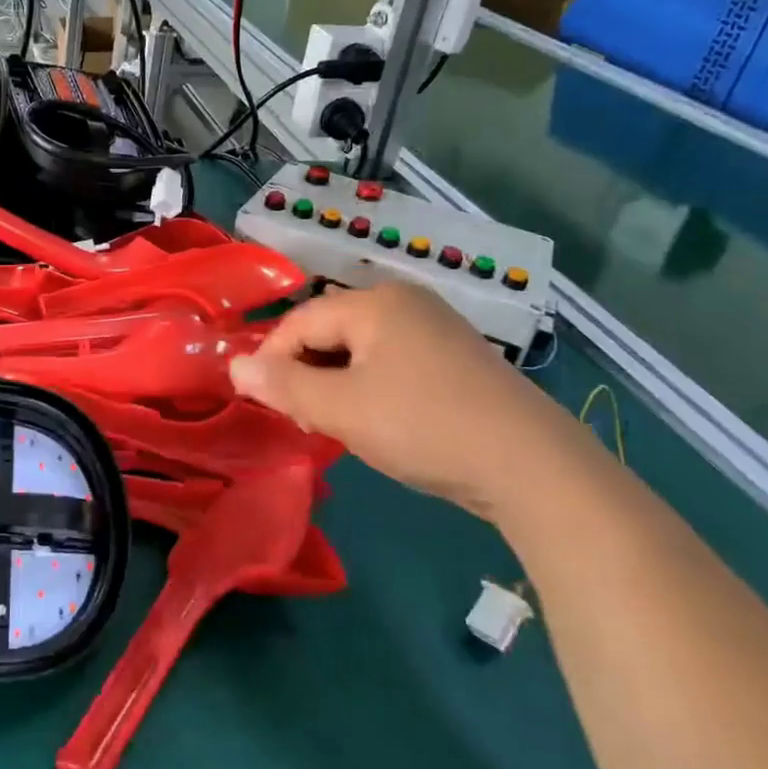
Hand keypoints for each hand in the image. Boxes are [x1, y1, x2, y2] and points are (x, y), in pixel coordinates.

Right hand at [229, 284, 577, 519]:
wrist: (533, 466)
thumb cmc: (423, 426)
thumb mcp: (341, 409)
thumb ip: (283, 385)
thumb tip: (234, 366)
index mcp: (375, 302)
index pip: (299, 322)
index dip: (271, 360)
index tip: (262, 403)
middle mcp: (406, 302)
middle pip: (331, 330)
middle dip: (306, 372)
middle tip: (301, 418)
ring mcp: (437, 327)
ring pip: (361, 349)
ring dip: (336, 383)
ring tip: (335, 424)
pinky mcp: (457, 357)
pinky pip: (393, 361)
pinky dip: (371, 386)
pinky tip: (377, 420)